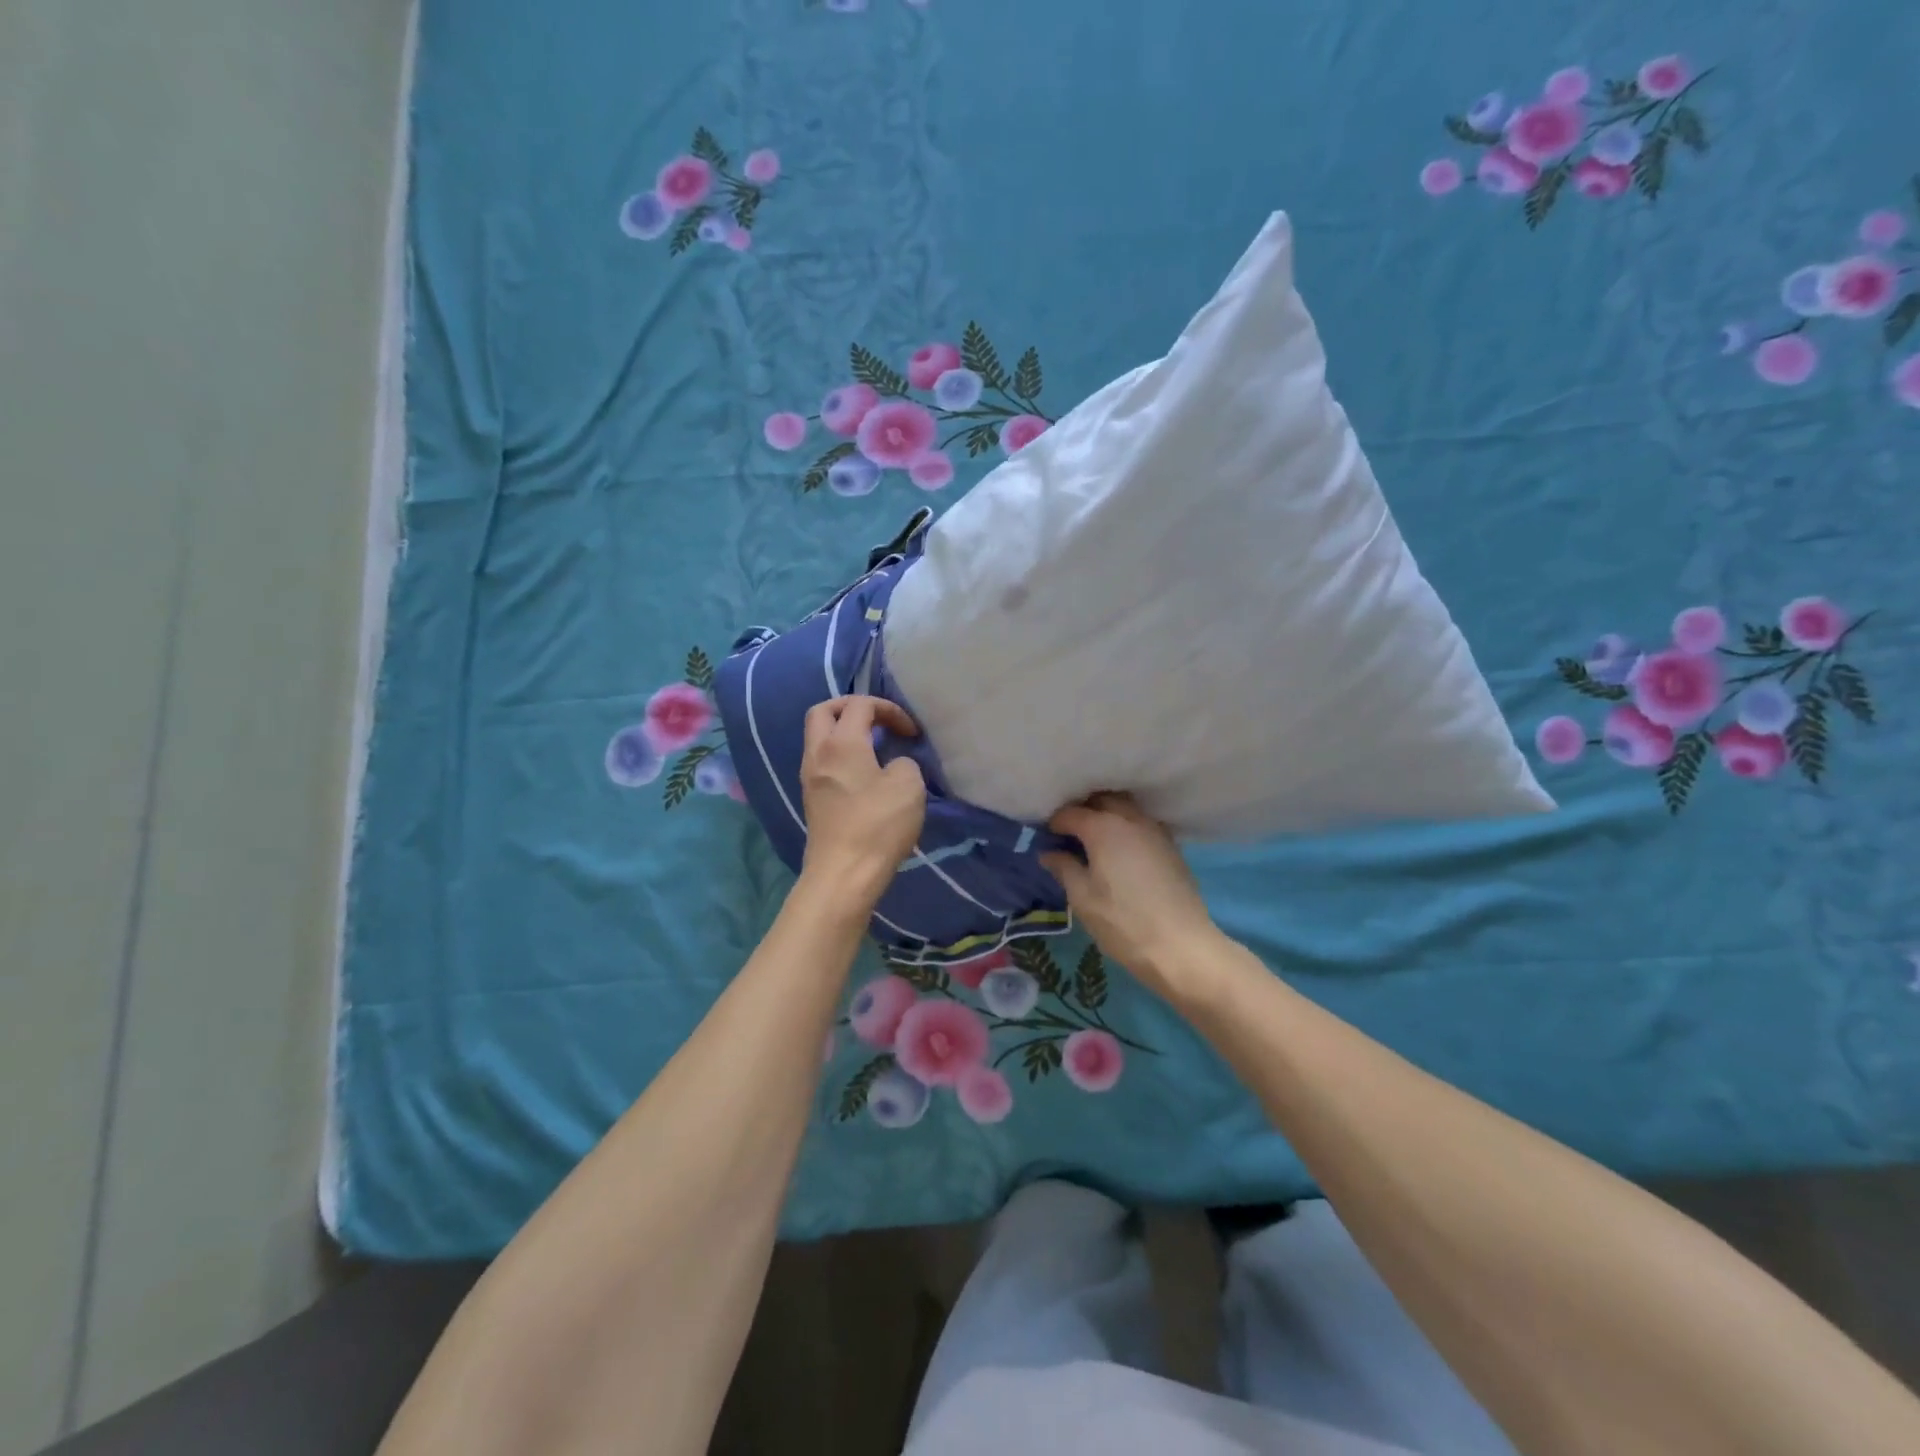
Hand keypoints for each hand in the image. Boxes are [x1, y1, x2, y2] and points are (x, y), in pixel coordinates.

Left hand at [798, 696, 926, 911]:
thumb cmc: (878, 825)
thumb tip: (892, 765)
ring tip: (873, 746)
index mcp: (841, 743)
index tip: (911, 732)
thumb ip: (904, 762)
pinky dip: (840, 754)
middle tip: (877, 720)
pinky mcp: (811, 799)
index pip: (860, 705)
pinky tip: (862, 772)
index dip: (889, 709)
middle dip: (851, 708)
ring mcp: (809, 777)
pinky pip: (821, 761)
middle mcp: (818, 753)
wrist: (843, 874)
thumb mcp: (909, 785)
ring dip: (843, 732)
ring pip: (818, 737)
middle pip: (823, 711)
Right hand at [1042, 793, 1221, 998]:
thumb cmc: (1123, 923)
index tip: (1045, 836)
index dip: (1054, 822)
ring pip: (1126, 808)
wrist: (1181, 946)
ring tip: (1092, 838)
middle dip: (1083, 809)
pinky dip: (1126, 826)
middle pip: (1102, 800)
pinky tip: (1120, 849)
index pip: (1071, 813)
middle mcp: (1131, 819)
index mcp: (1104, 828)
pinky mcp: (1171, 846)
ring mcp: (1155, 831)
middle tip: (1068, 832)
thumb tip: (1049, 853)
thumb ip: (1064, 869)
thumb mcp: (1082, 898)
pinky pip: (1142, 823)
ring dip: (1107, 814)